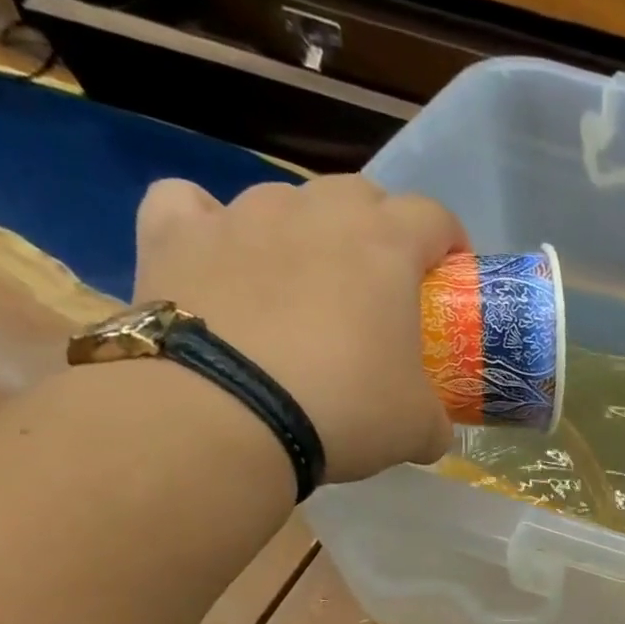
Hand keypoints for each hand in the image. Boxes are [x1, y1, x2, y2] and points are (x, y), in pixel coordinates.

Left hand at [133, 174, 464, 483]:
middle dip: (378, 228)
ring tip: (300, 281)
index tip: (450, 274)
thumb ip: (435, 417)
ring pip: (284, 199)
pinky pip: (191, 205)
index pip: (433, 216)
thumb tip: (433, 429)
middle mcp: (315, 214)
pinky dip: (209, 224)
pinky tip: (218, 256)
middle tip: (379, 282)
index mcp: (385, 247)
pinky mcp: (174, 235)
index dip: (449, 241)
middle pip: (360, 194)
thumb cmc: (344, 409)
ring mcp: (240, 217)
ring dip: (303, 230)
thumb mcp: (418, 428)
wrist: (224, 416)